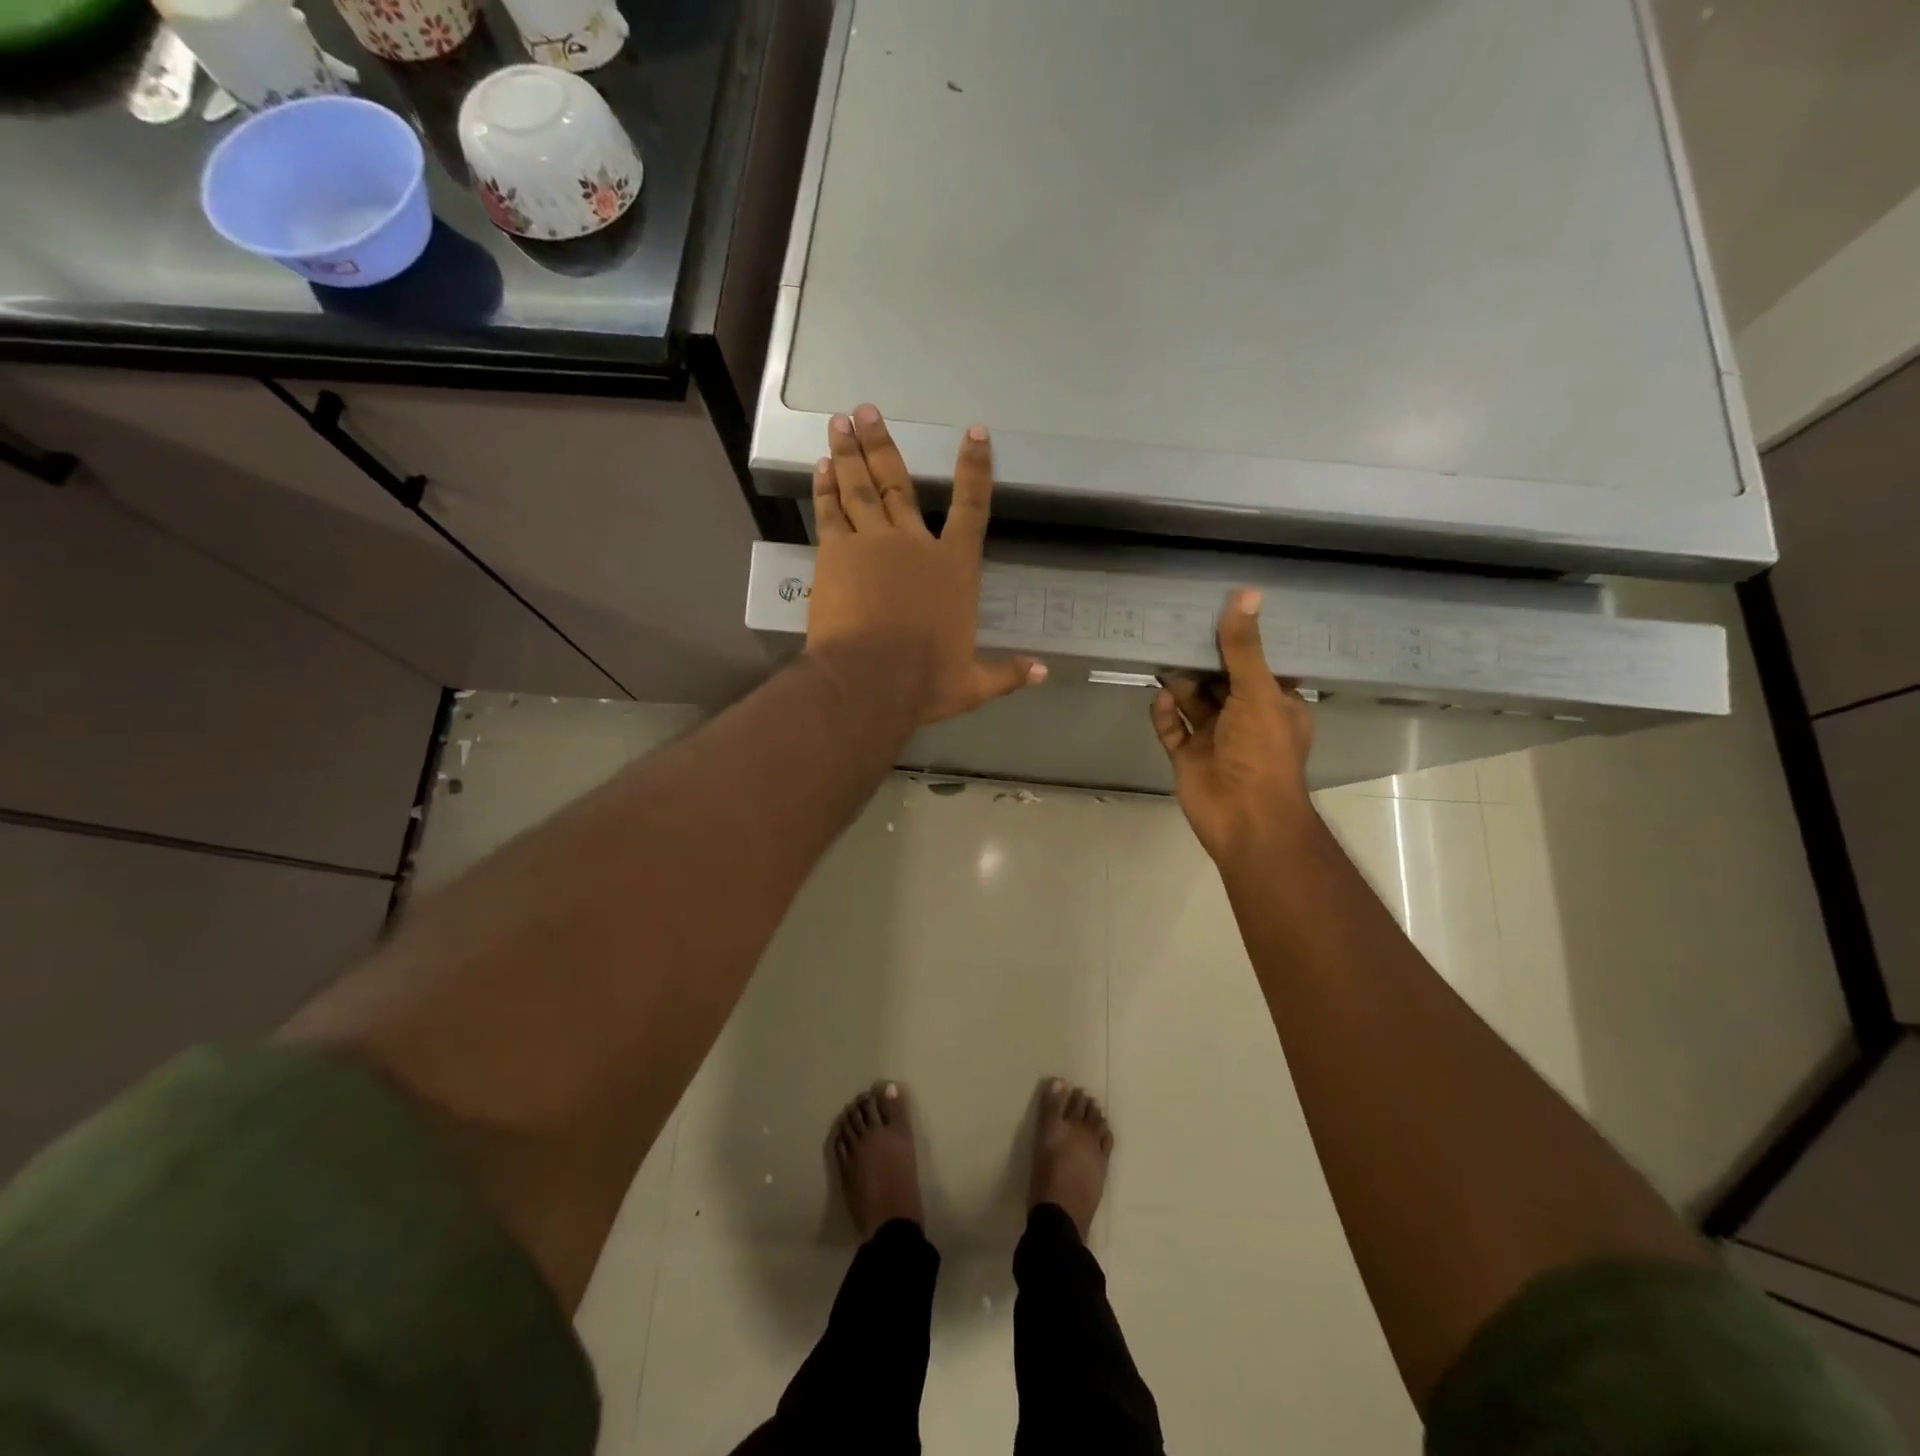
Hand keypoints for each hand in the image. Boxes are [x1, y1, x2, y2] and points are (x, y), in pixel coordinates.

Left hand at [805, 405, 1045, 723]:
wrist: (869, 681)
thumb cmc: (925, 680)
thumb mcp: (972, 683)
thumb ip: (1007, 673)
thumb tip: (1044, 672)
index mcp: (953, 568)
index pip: (971, 507)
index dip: (975, 468)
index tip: (975, 432)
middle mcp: (913, 543)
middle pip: (899, 483)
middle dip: (884, 444)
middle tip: (866, 410)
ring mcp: (871, 543)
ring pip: (860, 488)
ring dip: (851, 453)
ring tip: (839, 421)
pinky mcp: (835, 554)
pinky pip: (830, 512)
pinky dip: (826, 488)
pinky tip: (821, 467)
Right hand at [1150, 589, 1316, 865]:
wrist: (1244, 818)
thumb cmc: (1261, 751)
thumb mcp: (1257, 691)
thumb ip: (1244, 646)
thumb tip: (1246, 593)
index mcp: (1275, 704)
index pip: (1259, 664)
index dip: (1241, 640)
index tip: (1218, 610)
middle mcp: (1246, 718)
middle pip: (1221, 680)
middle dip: (1202, 659)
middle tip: (1176, 623)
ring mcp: (1215, 739)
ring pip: (1194, 702)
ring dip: (1180, 683)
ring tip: (1160, 651)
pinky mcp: (1189, 756)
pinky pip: (1172, 728)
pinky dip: (1165, 713)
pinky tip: (1158, 697)